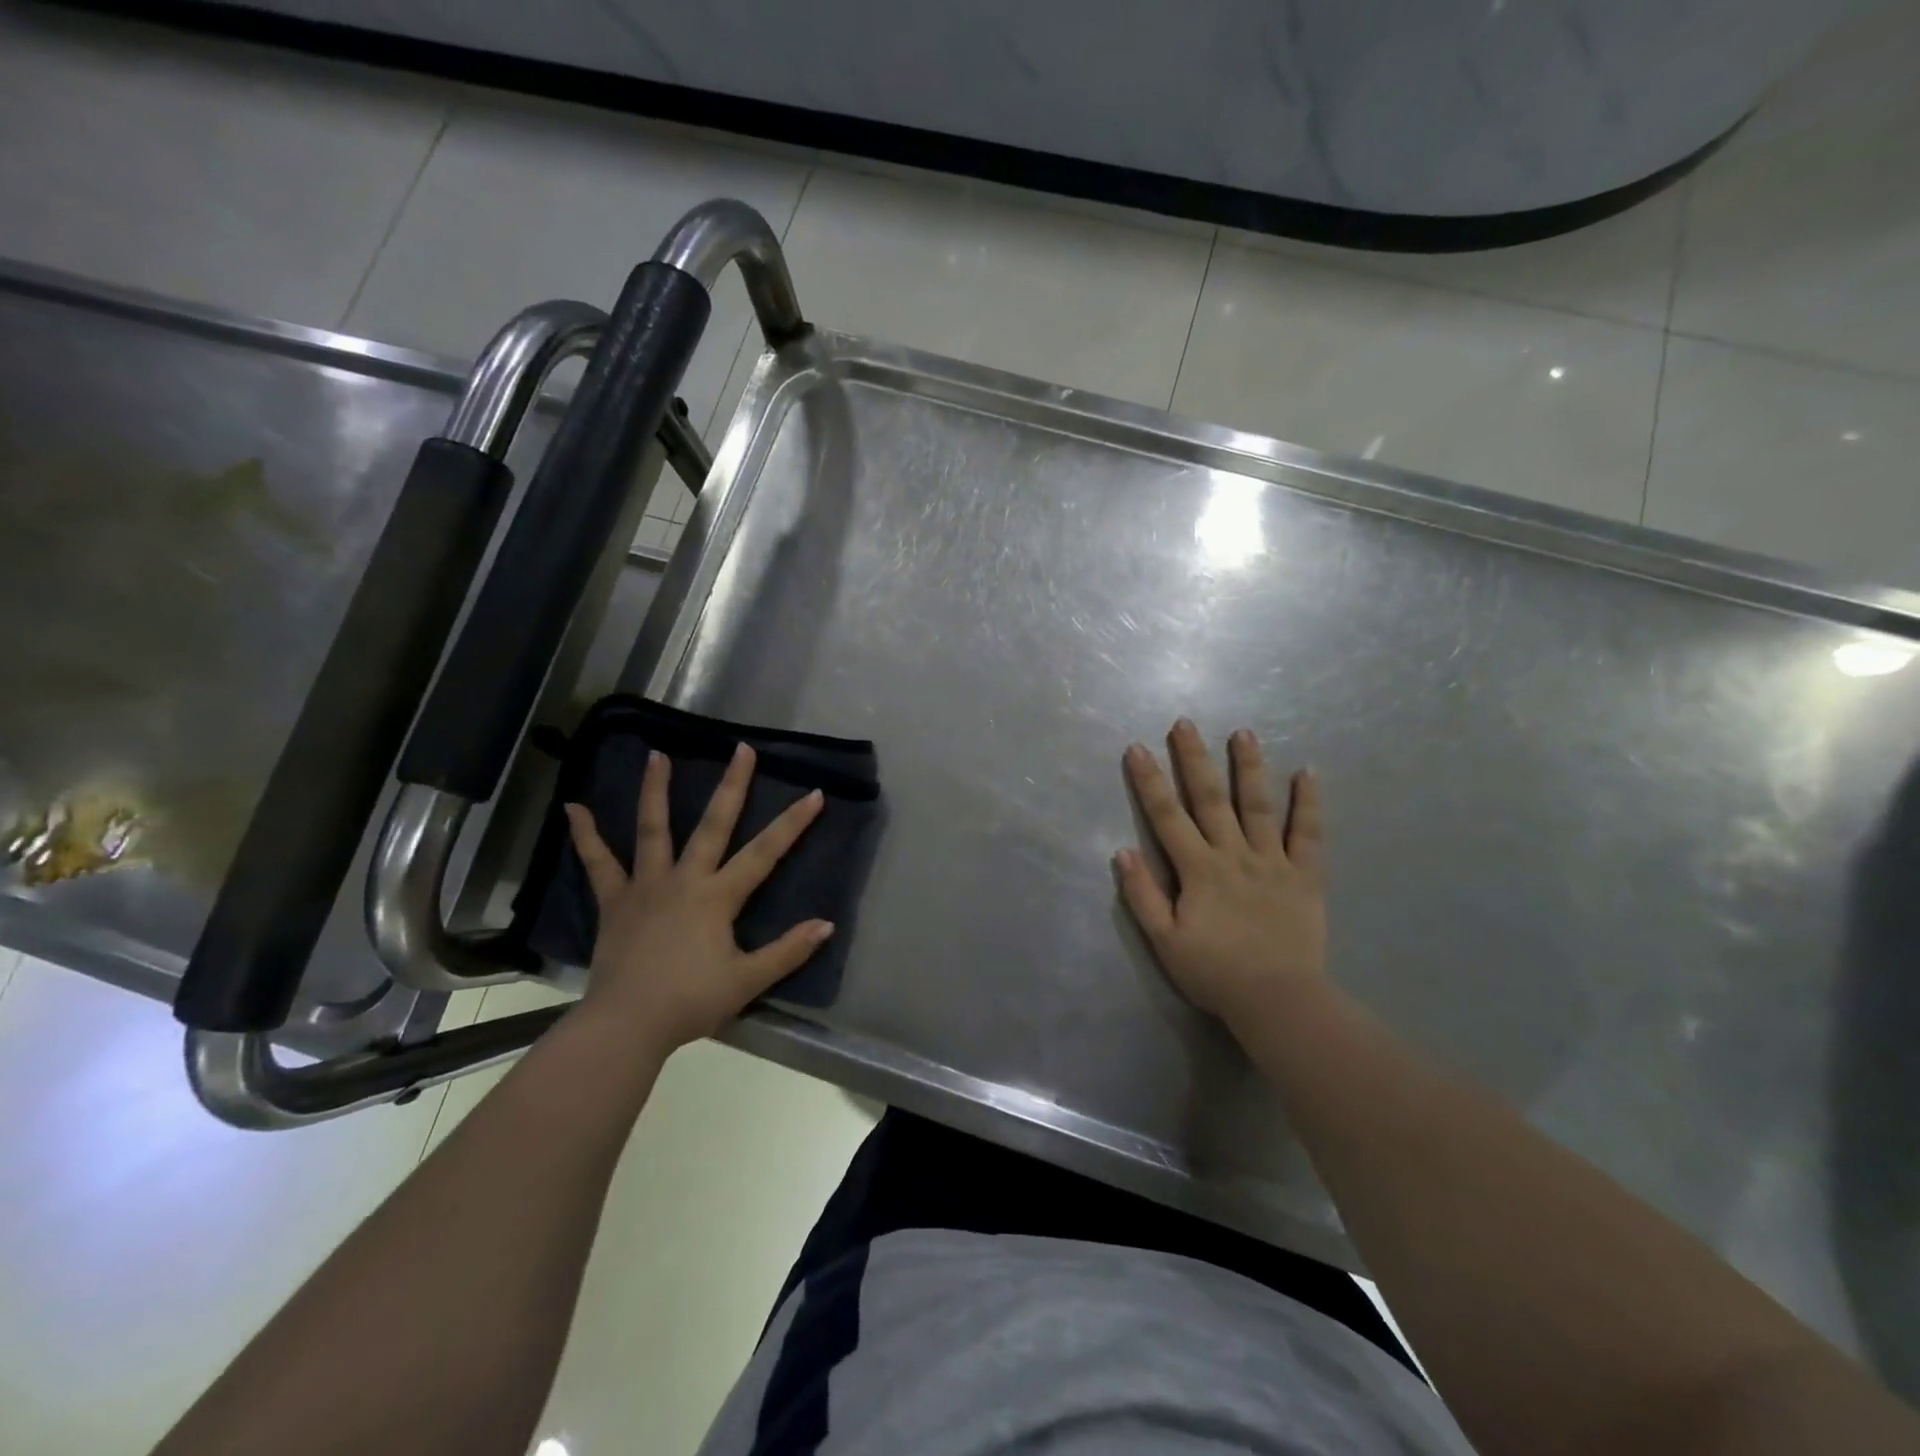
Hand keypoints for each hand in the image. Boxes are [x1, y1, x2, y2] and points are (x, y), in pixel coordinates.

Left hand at [564, 742, 833, 1055]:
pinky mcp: (614, 902)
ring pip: (652, 829)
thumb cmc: (690, 1002)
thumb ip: (788, 951)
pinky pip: (598, 864)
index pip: (765, 853)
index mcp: (718, 897)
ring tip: (657, 754)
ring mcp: (645, 886)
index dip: (792, 823)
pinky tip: (573, 808)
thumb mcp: (747, 981)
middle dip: (732, 785)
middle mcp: (684, 879)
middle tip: (741, 748)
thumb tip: (827, 925)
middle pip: (713, 824)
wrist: (626, 1025)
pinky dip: (586, 836)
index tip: (814, 794)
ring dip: (655, 790)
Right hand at [1115, 719, 1330, 1046]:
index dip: (1150, 781)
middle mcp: (1234, 854)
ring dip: (1249, 768)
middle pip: (1210, 799)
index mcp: (1198, 870)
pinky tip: (1308, 772)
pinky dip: (1309, 803)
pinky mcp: (1305, 876)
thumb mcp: (1165, 941)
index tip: (1138, 748)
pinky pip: (1309, 834)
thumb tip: (1122, 851)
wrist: (1277, 1000)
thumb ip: (1143, 895)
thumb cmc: (1215, 972)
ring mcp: (1272, 861)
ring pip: (1258, 806)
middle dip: (1195, 759)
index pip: (1167, 817)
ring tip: (1243, 733)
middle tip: (1185, 723)